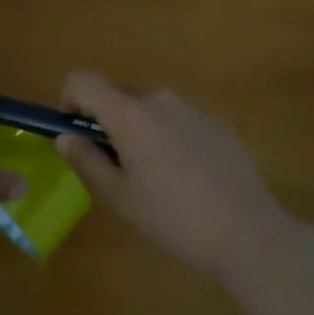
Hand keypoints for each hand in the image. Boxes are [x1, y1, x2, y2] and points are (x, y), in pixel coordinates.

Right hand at [55, 73, 290, 276]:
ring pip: (149, 109)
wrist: (249, 234)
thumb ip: (86, 161)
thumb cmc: (174, 218)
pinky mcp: (216, 123)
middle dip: (106, 123)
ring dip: (139, 131)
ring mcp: (191, 108)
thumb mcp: (120, 197)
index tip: (73, 132)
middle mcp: (159, 99)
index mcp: (129, 114)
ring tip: (155, 178)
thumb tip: (65, 136)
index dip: (69, 100)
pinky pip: (178, 121)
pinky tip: (188, 179)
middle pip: (117, 96)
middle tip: (115, 167)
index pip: (82, 81)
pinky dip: (169, 138)